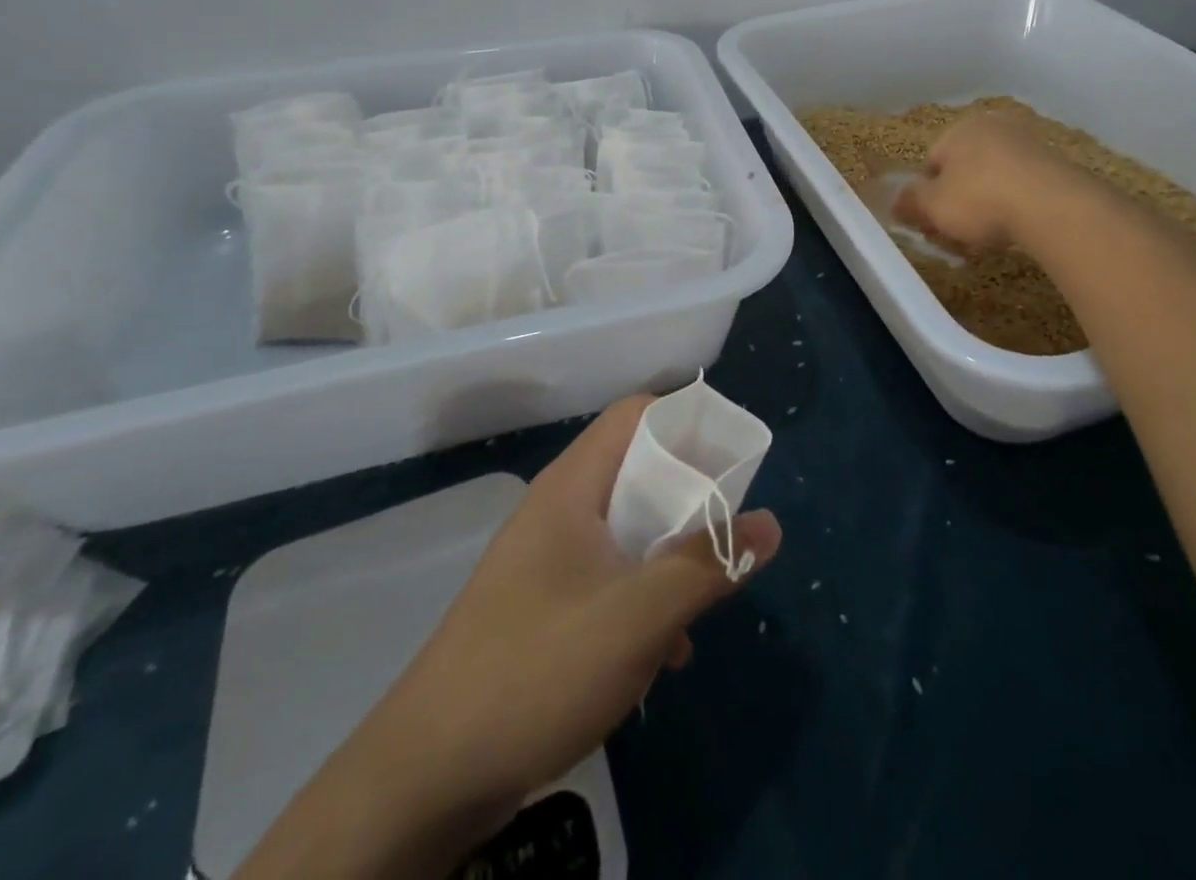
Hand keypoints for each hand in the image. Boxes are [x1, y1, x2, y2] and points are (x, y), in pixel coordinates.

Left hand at [234, 395, 779, 878]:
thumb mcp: (638, 617)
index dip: (686, 419)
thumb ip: (707, 565)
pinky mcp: (543, 606)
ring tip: (708, 587)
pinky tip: (666, 650)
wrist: (424, 780)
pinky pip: (609, 575)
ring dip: (671, 550)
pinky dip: (644, 593)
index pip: (636, 414)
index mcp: (574, 487)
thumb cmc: (537, 670)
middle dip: (690, 492)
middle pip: (637, 470)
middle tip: (731, 520)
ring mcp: (547, 560)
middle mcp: (559, 510)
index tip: (731, 452)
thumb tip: (771, 524)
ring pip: (627, 527)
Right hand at [892, 111, 1081, 252]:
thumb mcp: (932, 206)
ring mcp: (1027, 142)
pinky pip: (1023, 185)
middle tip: (960, 231)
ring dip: (989, 201)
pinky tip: (1018, 227)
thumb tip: (895, 202)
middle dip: (959, 198)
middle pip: (964, 167)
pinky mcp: (1055, 163)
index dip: (928, 195)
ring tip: (991, 234)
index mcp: (958, 128)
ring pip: (995, 176)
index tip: (933, 222)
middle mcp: (993, 126)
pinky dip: (1017, 203)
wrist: (1052, 206)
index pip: (931, 162)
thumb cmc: (979, 200)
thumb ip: (910, 202)